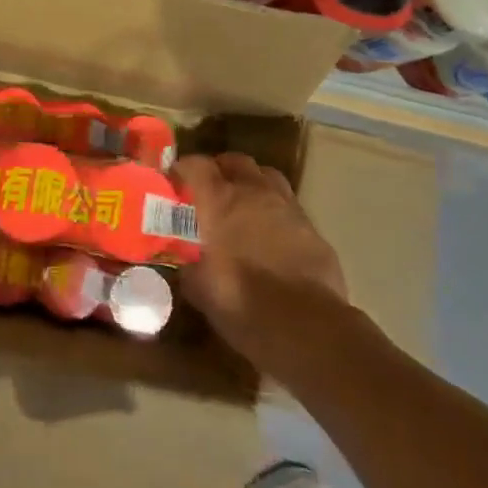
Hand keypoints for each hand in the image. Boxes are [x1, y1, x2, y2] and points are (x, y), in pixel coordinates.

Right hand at [177, 153, 346, 357]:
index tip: (174, 180)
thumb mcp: (202, 290)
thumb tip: (186, 264)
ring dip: (252, 183)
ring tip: (243, 204)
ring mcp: (287, 207)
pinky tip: (272, 234)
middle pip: (236, 161)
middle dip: (221, 169)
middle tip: (210, 190)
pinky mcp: (312, 227)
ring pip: (267, 176)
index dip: (183, 168)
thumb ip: (190, 269)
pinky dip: (275, 210)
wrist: (307, 327)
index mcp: (219, 201)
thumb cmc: (244, 303)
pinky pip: (289, 205)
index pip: (196, 165)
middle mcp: (253, 193)